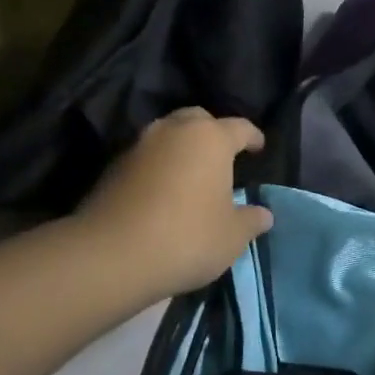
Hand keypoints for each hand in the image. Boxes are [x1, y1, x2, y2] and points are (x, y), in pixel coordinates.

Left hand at [72, 108, 273, 303]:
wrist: (110, 255)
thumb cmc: (186, 237)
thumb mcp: (232, 237)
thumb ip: (251, 220)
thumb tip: (263, 214)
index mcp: (210, 138)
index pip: (240, 127)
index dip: (253, 137)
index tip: (259, 147)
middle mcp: (174, 131)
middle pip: (198, 120)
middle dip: (212, 132)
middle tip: (222, 155)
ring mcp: (139, 145)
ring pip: (168, 135)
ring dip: (181, 148)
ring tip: (191, 173)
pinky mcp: (113, 166)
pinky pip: (146, 157)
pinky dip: (159, 166)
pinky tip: (163, 191)